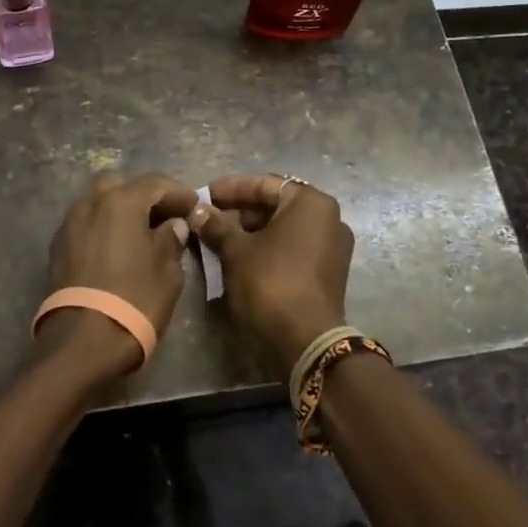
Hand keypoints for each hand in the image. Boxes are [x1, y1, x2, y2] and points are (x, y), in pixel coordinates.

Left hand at [33, 171, 199, 380]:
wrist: (81, 343)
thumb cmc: (134, 301)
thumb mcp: (167, 272)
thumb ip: (171, 240)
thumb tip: (172, 225)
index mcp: (121, 202)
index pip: (155, 183)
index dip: (178, 193)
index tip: (194, 205)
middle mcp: (91, 203)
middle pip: (120, 185)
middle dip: (142, 196)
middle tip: (163, 216)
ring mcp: (70, 224)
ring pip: (97, 203)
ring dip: (119, 211)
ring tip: (139, 234)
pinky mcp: (57, 248)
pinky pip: (85, 225)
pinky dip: (102, 228)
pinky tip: (116, 249)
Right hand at [192, 174, 354, 372]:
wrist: (306, 342)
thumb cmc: (270, 283)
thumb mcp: (236, 251)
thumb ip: (216, 225)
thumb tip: (196, 210)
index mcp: (311, 203)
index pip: (265, 184)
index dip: (231, 189)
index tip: (204, 195)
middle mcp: (328, 218)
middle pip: (275, 205)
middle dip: (239, 212)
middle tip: (207, 219)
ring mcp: (331, 247)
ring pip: (282, 229)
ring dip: (249, 232)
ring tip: (216, 239)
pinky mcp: (327, 272)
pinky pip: (292, 248)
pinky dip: (266, 249)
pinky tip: (237, 257)